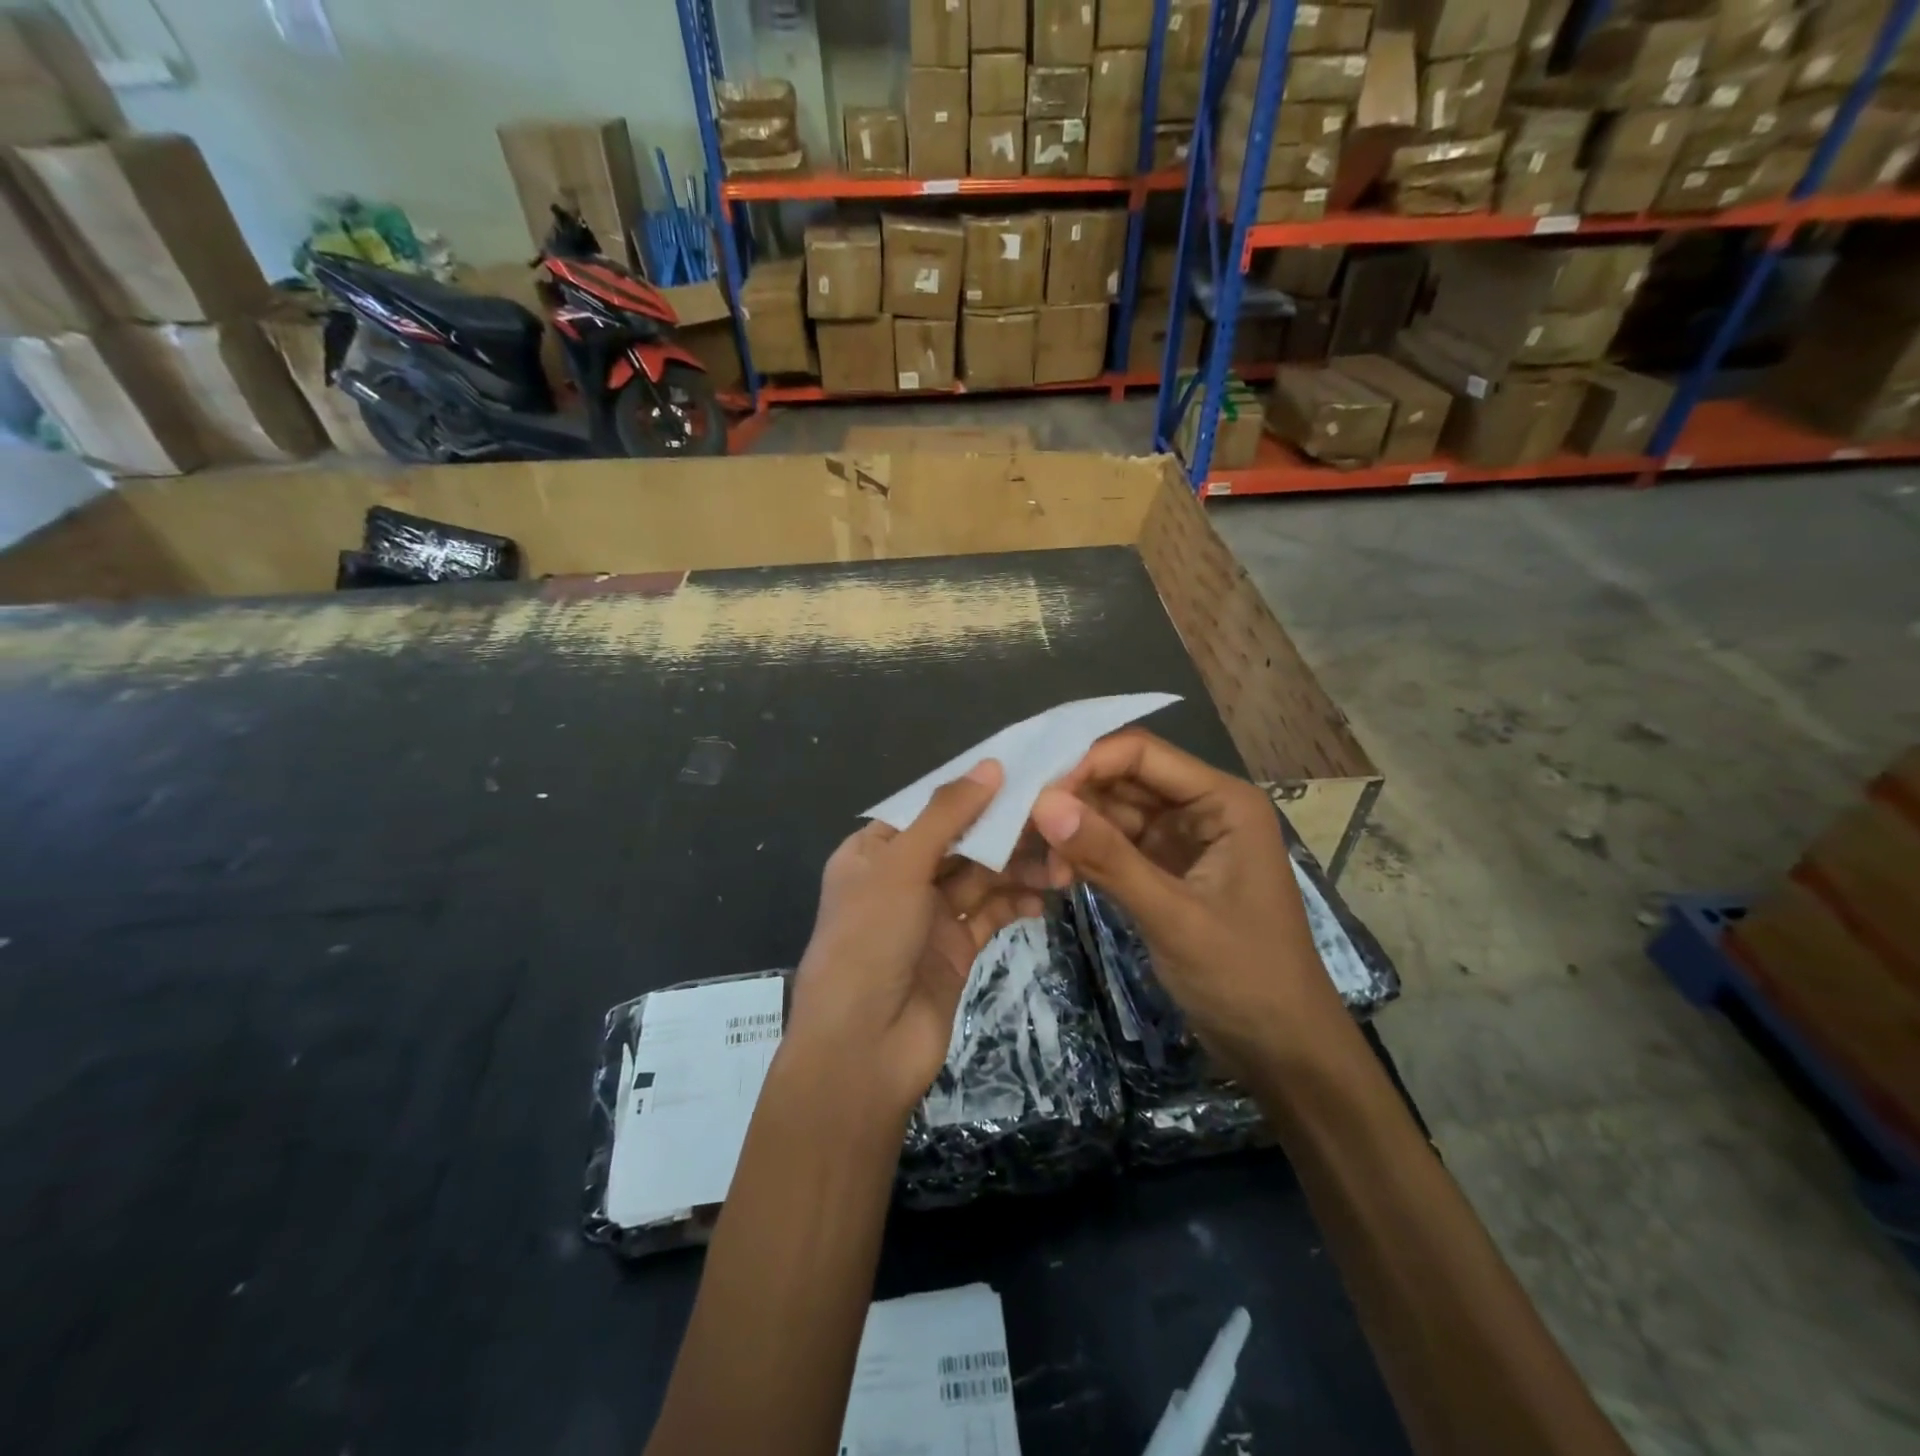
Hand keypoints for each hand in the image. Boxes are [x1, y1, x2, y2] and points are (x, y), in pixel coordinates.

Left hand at [788, 760, 1041, 1117]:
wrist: (863, 1049)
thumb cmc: (869, 941)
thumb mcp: (901, 867)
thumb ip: (947, 816)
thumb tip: (991, 765)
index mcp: (873, 852)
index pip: (928, 808)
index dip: (971, 790)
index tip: (1022, 772)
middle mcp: (900, 879)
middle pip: (960, 841)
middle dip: (1003, 831)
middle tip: (1055, 815)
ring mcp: (929, 916)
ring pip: (981, 877)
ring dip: (1017, 867)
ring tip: (1061, 859)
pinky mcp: (956, 949)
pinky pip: (991, 914)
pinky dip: (1017, 902)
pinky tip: (1047, 894)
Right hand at [1028, 730, 1345, 1070]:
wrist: (1282, 1050)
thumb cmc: (1244, 977)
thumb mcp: (1173, 916)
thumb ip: (1108, 858)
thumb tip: (1043, 804)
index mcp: (1222, 801)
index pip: (1142, 754)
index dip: (1086, 764)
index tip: (1036, 796)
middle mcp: (1202, 809)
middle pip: (1124, 780)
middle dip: (1075, 800)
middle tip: (1024, 830)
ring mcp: (1183, 841)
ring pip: (1115, 815)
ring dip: (1076, 832)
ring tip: (1041, 864)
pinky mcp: (1167, 872)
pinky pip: (1117, 848)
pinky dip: (1088, 856)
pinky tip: (1058, 875)